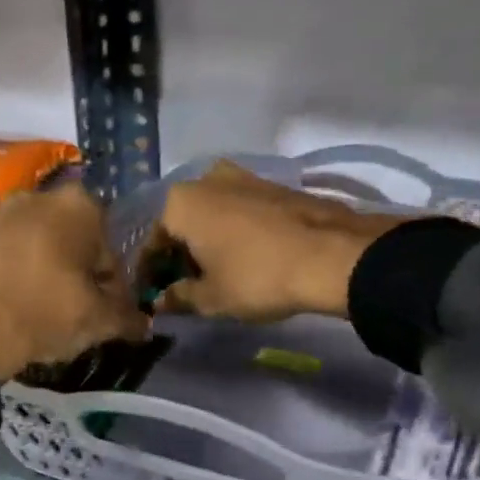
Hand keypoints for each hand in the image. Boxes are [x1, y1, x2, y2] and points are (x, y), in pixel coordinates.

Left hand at [0, 185, 146, 382]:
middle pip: (69, 238)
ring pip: (32, 243)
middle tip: (73, 308)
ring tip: (37, 309)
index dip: (111, 281)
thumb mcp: (99, 322)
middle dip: (74, 268)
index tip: (104, 308)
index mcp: (78, 207)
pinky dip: (6, 273)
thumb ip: (128, 319)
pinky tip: (6, 305)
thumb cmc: (45, 313)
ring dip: (40, 268)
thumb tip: (145, 326)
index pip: (109, 245)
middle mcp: (36, 197)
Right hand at [152, 161, 403, 321]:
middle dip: (179, 256)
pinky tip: (244, 259)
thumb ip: (178, 298)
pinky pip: (239, 213)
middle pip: (182, 225)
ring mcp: (243, 177)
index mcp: (179, 203)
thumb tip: (161, 302)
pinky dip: (233, 234)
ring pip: (212, 216)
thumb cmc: (256, 277)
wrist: (330, 255)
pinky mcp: (273, 185)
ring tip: (215, 277)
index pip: (151, 244)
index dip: (149, 276)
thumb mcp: (211, 298)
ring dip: (208, 244)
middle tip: (185, 290)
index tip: (153, 299)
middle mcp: (206, 179)